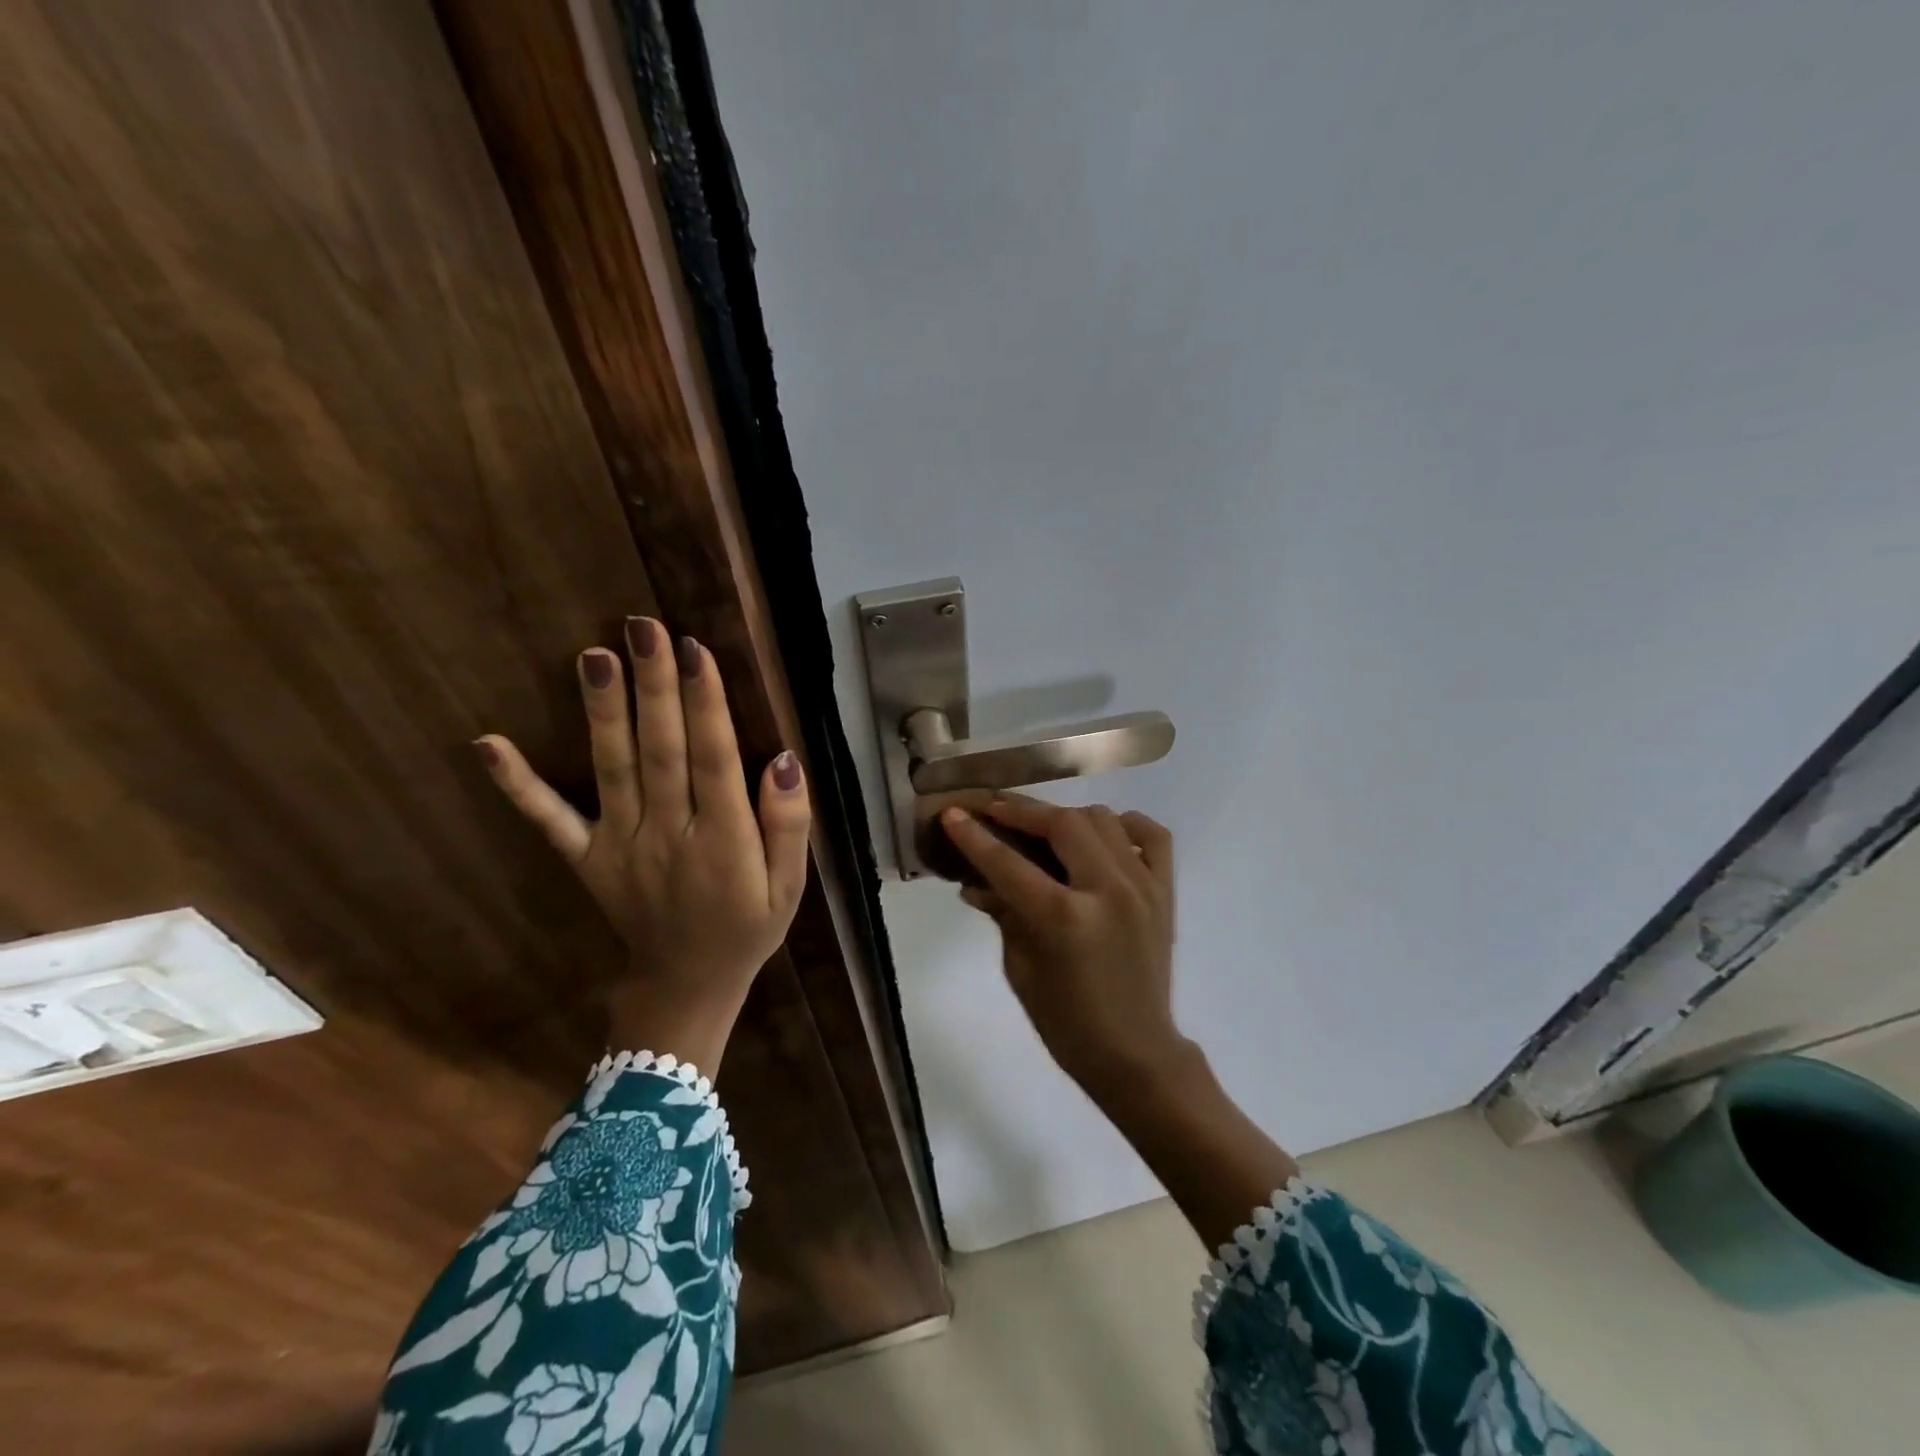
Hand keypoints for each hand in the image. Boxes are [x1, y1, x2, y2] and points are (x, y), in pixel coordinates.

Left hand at [475, 617, 810, 1072]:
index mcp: (723, 841)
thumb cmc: (747, 928)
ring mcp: (620, 846)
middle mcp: (668, 834)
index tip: (694, 650)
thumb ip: (789, 824)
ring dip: (602, 712)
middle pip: (661, 750)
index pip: (713, 758)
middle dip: (653, 686)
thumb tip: (783, 759)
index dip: (705, 703)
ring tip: (593, 656)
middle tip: (642, 627)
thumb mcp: (790, 886)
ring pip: (613, 769)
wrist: (686, 985)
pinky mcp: (587, 858)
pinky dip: (518, 785)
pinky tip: (488, 745)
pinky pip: (550, 821)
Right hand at [942, 798, 1184, 1095]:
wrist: (1136, 1053)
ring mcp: (1143, 887)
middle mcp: (1107, 891)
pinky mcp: (1166, 892)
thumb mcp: (1020, 969)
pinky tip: (1103, 837)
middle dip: (1022, 811)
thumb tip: (975, 881)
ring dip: (1067, 817)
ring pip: (1103, 820)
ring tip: (1044, 829)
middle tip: (996, 811)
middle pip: (1062, 823)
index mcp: (1064, 919)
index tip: (953, 814)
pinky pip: (1153, 836)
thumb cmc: (1067, 1023)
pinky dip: (1125, 826)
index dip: (975, 836)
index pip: (1008, 863)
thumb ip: (1003, 915)